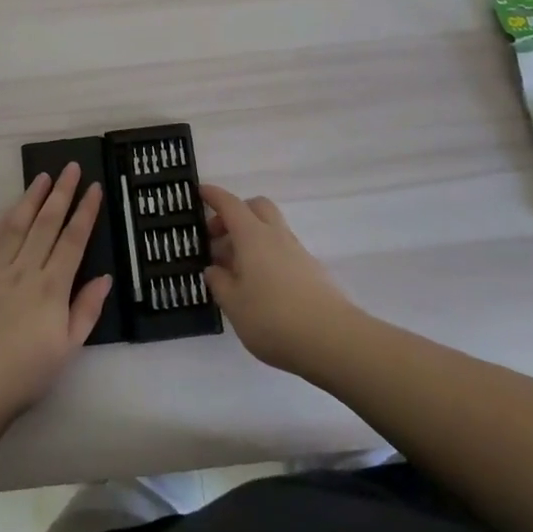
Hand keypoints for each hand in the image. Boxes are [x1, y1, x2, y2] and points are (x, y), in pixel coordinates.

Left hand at [0, 164, 111, 424]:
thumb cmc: (25, 375)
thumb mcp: (68, 349)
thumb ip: (86, 310)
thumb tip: (105, 277)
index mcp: (51, 287)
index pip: (73, 239)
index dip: (85, 212)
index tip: (94, 187)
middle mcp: (24, 271)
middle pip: (46, 223)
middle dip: (61, 193)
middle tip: (71, 167)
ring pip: (17, 226)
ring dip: (31, 198)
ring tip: (42, 177)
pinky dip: (2, 223)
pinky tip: (10, 212)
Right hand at [201, 184, 358, 374]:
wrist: (332, 340)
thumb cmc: (273, 319)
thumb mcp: (234, 305)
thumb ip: (220, 283)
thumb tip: (214, 268)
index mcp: (253, 237)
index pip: (231, 205)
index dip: (214, 196)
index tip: (200, 191)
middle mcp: (276, 236)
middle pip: (257, 207)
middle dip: (236, 213)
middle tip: (218, 237)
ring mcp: (298, 253)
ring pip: (271, 229)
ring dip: (250, 237)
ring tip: (234, 269)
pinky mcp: (312, 271)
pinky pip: (282, 250)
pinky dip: (266, 255)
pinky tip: (258, 285)